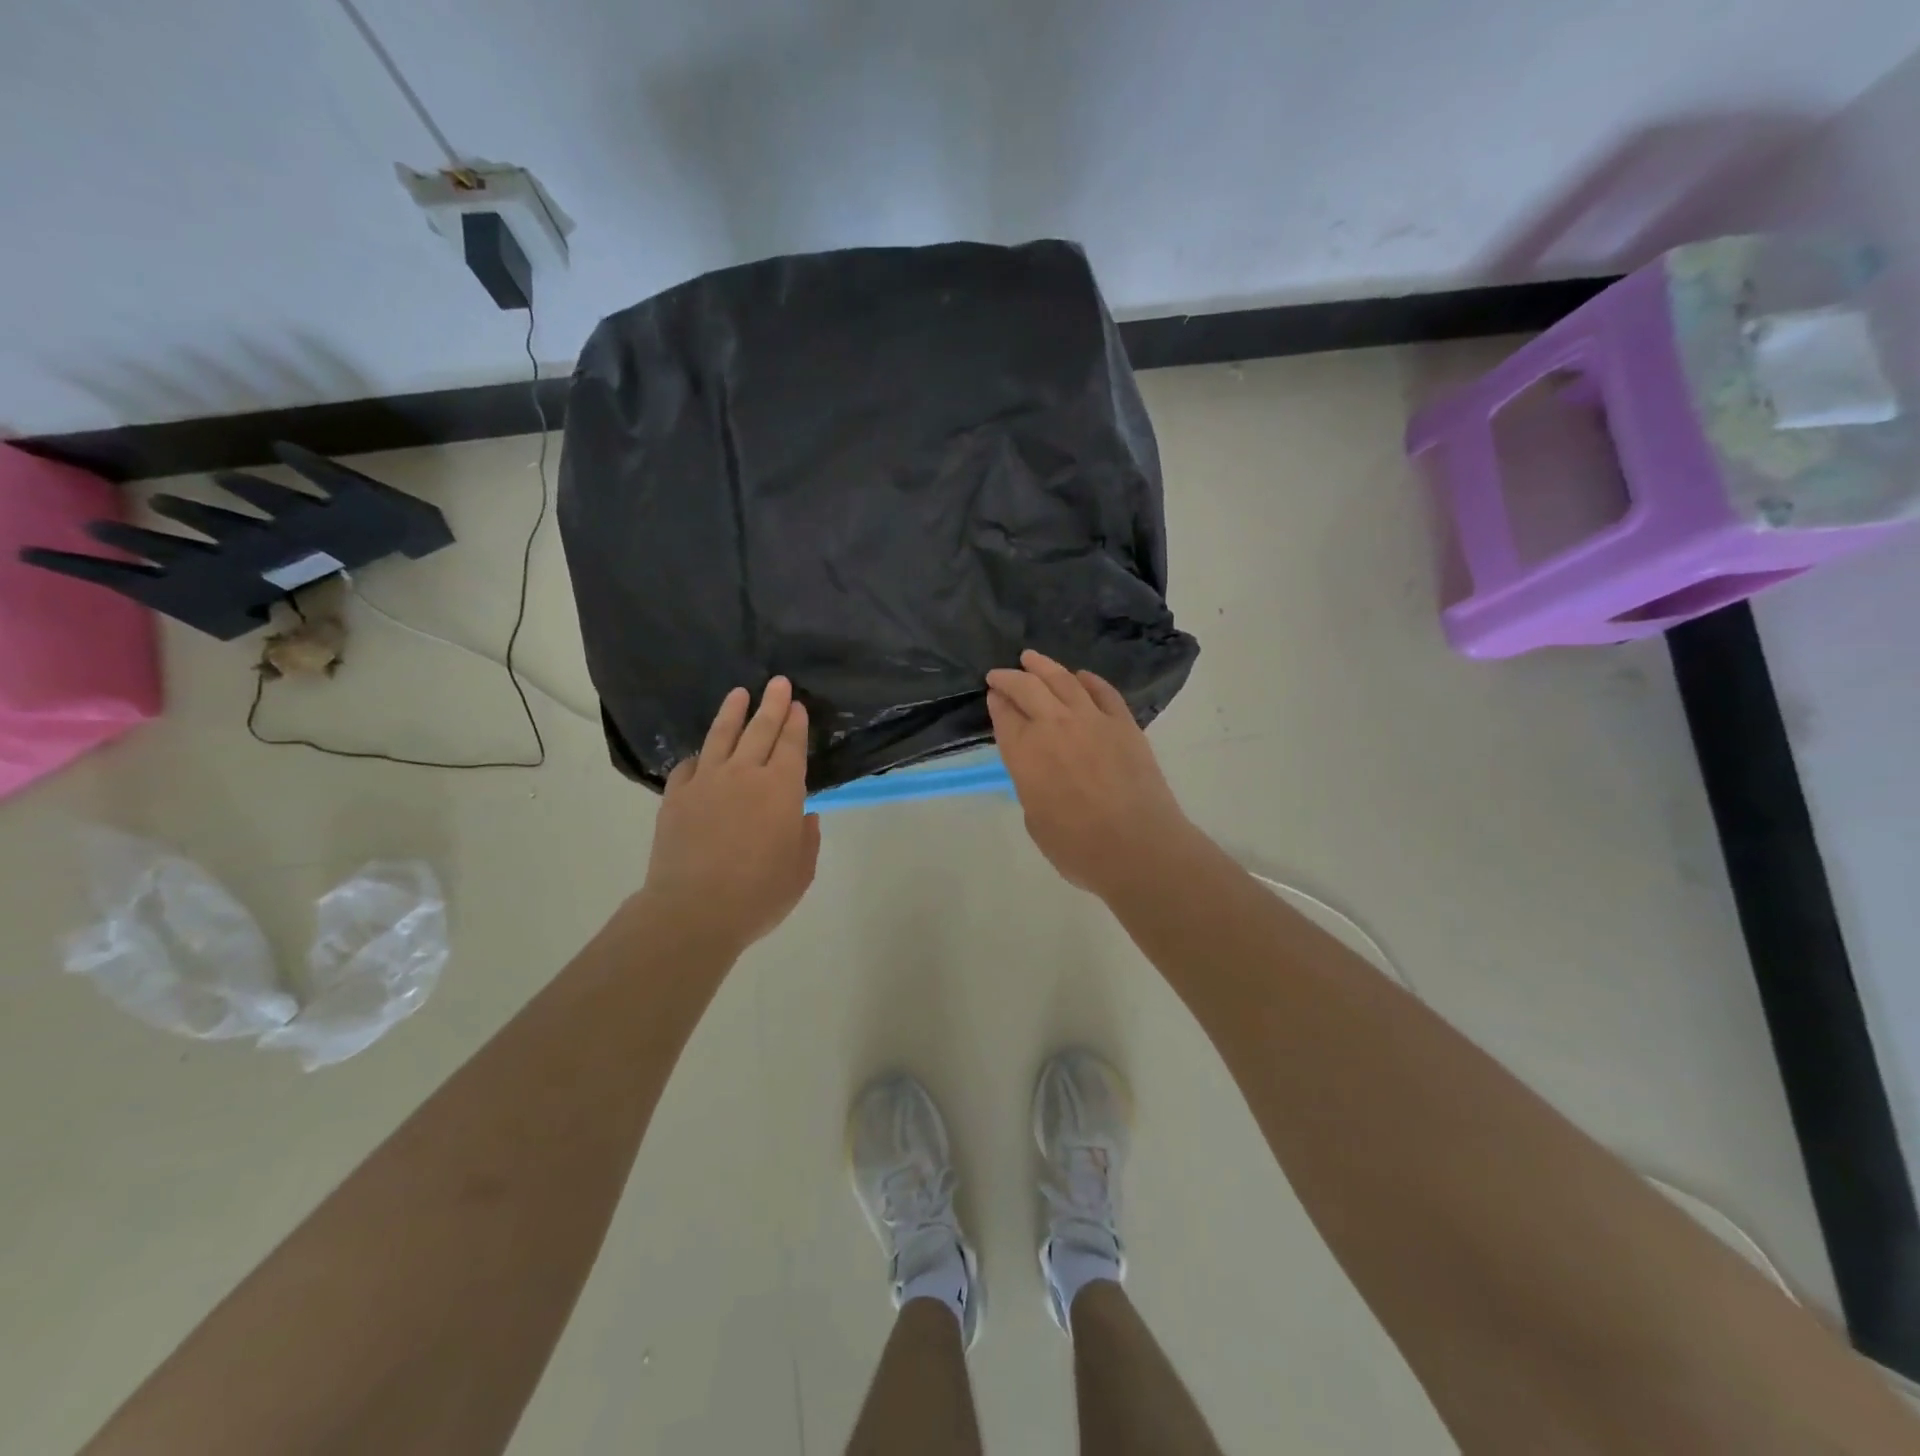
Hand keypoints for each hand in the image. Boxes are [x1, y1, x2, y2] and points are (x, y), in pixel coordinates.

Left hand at [639, 676, 820, 955]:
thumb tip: (804, 816)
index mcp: (781, 789)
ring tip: (739, 693)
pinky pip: (689, 766)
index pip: (790, 745)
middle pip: (759, 730)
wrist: (694, 910)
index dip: (795, 723)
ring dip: (732, 713)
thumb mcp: (800, 871)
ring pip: (721, 737)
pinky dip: (699, 756)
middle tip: (777, 682)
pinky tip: (701, 753)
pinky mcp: (676, 797)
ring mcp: (706, 782)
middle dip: (771, 704)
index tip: (796, 704)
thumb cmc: (759, 893)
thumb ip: (806, 838)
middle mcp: (744, 775)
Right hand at [986, 650, 1197, 900]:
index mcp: (1025, 754)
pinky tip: (1080, 676)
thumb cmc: (1078, 848)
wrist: (1138, 847)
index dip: (997, 701)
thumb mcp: (1036, 820)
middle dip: (1009, 678)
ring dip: (1043, 666)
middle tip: (1000, 674)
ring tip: (1031, 658)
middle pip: (1027, 688)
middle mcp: (1054, 727)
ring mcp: (1092, 720)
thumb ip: (1032, 786)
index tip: (992, 694)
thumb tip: (1039, 770)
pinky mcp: (1124, 724)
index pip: (1005, 716)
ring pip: (1063, 680)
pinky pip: (1103, 691)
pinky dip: (1088, 679)